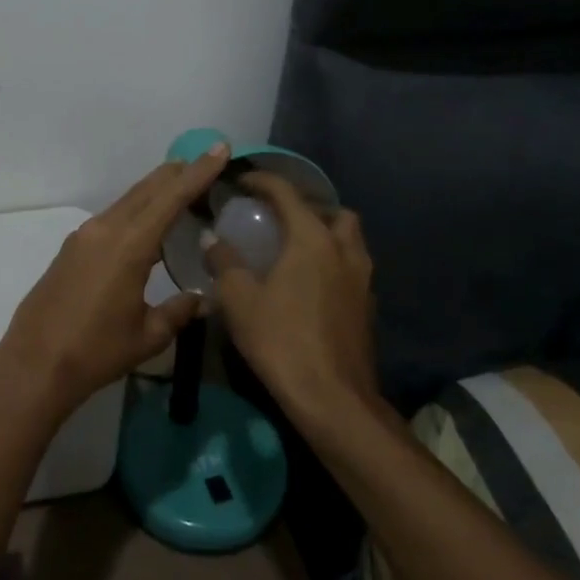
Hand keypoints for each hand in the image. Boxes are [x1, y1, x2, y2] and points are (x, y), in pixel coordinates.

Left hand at [0, 144, 231, 417]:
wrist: (35, 363)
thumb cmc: (96, 351)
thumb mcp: (147, 336)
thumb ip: (178, 311)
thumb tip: (202, 299)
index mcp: (129, 245)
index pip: (170, 198)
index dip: (198, 172)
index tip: (219, 149)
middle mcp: (105, 229)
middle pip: (147, 189)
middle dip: (178, 173)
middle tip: (206, 162)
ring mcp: (84, 236)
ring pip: (128, 200)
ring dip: (156, 190)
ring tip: (182, 187)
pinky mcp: (72, 247)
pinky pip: (112, 216)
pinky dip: (136, 209)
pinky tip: (147, 222)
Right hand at [205, 172, 377, 425]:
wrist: (332, 398)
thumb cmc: (281, 340)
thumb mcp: (239, 300)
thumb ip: (224, 262)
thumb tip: (212, 239)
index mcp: (312, 240)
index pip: (287, 194)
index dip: (263, 181)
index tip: (242, 181)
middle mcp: (343, 250)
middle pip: (333, 212)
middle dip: (308, 207)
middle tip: (279, 218)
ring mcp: (362, 279)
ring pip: (349, 240)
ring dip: (325, 234)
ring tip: (294, 248)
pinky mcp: (367, 306)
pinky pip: (351, 267)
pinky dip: (332, 262)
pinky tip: (309, 283)